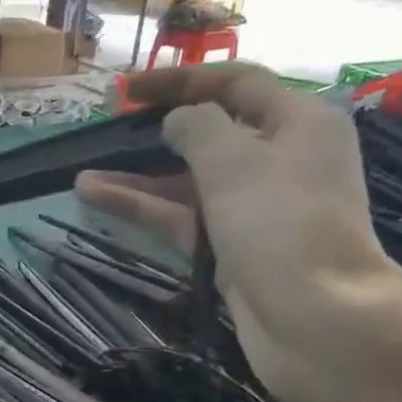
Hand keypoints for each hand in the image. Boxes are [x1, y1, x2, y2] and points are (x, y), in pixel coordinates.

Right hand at [76, 63, 401, 401]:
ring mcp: (254, 209)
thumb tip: (175, 121)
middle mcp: (279, 160)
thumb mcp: (234, 161)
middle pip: (210, 134)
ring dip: (139, 178)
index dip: (181, 81)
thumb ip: (197, 128)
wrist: (316, 320)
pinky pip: (184, 218)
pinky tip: (100, 201)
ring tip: (85, 178)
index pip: (236, 84)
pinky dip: (146, 209)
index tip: (128, 90)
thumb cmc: (280, 226)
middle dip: (158, 132)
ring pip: (189, 182)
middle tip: (108, 132)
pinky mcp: (232, 249)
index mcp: (297, 122)